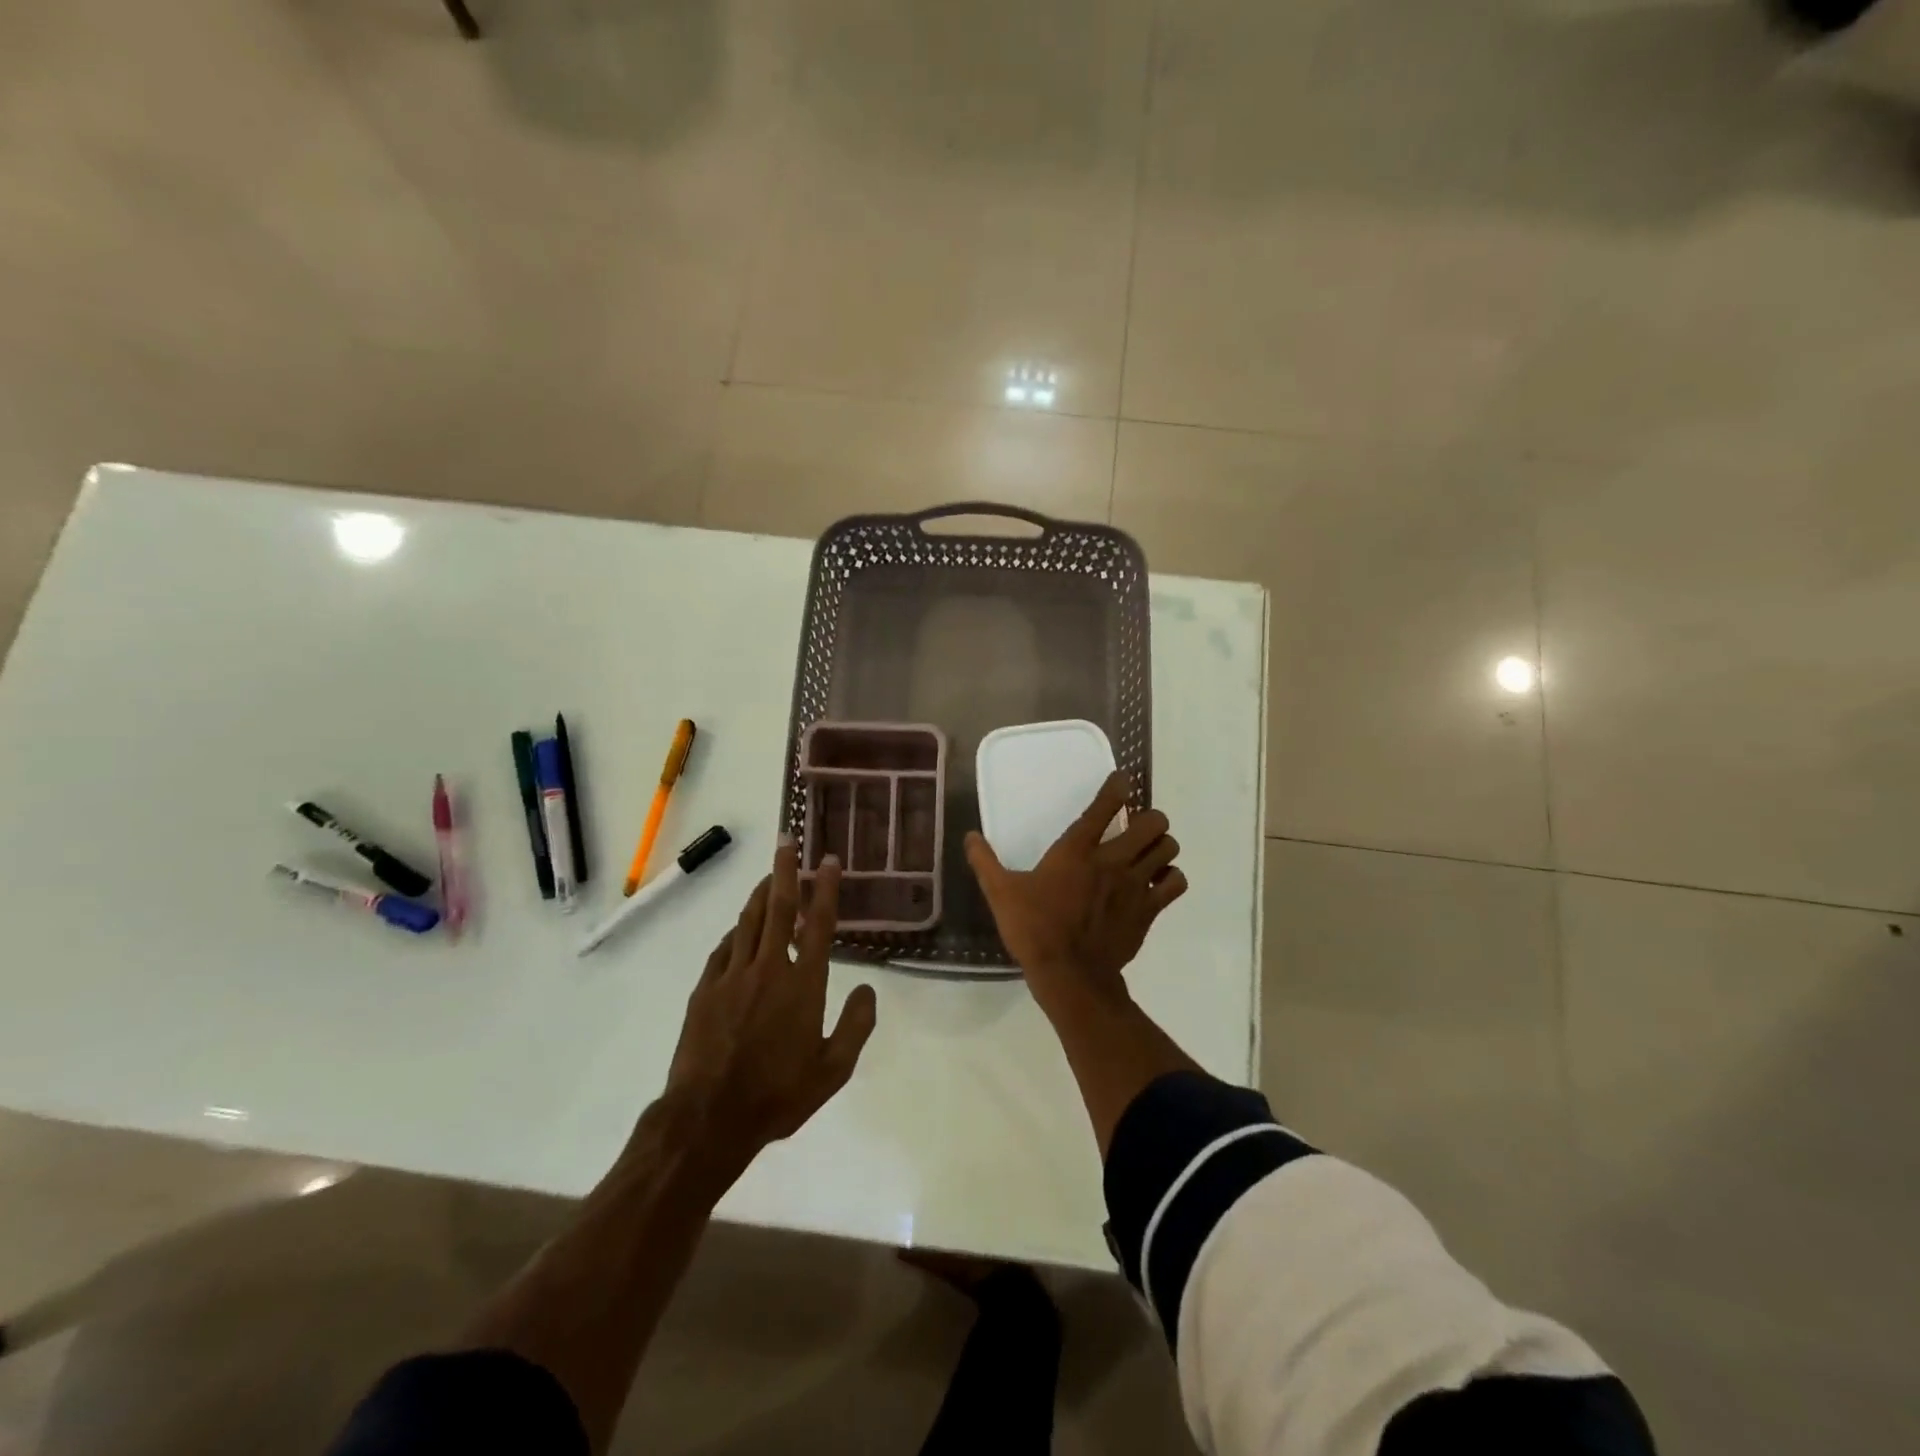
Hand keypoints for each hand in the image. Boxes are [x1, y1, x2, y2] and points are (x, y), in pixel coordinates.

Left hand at [661, 841, 877, 1179]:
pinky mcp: (705, 990)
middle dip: (785, 871)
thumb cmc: (778, 1095)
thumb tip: (869, 989)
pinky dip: (736, 932)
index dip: (825, 889)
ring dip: (759, 894)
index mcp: (803, 984)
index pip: (819, 925)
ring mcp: (732, 977)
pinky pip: (724, 948)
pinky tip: (740, 931)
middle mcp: (768, 969)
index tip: (829, 861)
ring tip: (768, 876)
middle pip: (778, 908)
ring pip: (747, 922)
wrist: (708, 1119)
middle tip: (788, 841)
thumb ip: (856, 1026)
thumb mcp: (833, 1071)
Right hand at [964, 772, 1187, 1014]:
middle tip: (1136, 827)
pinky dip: (1170, 879)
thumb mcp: (1001, 893)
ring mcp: (1135, 885)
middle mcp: (1112, 860)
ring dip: (1161, 846)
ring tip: (1148, 852)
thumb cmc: (1034, 929)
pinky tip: (1157, 883)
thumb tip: (969, 836)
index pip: (1106, 805)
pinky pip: (1175, 884)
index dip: (1119, 786)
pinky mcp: (1149, 910)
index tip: (1122, 780)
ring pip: (1168, 848)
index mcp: (1077, 850)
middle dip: (1150, 819)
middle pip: (1153, 822)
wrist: (1069, 976)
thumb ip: (985, 861)